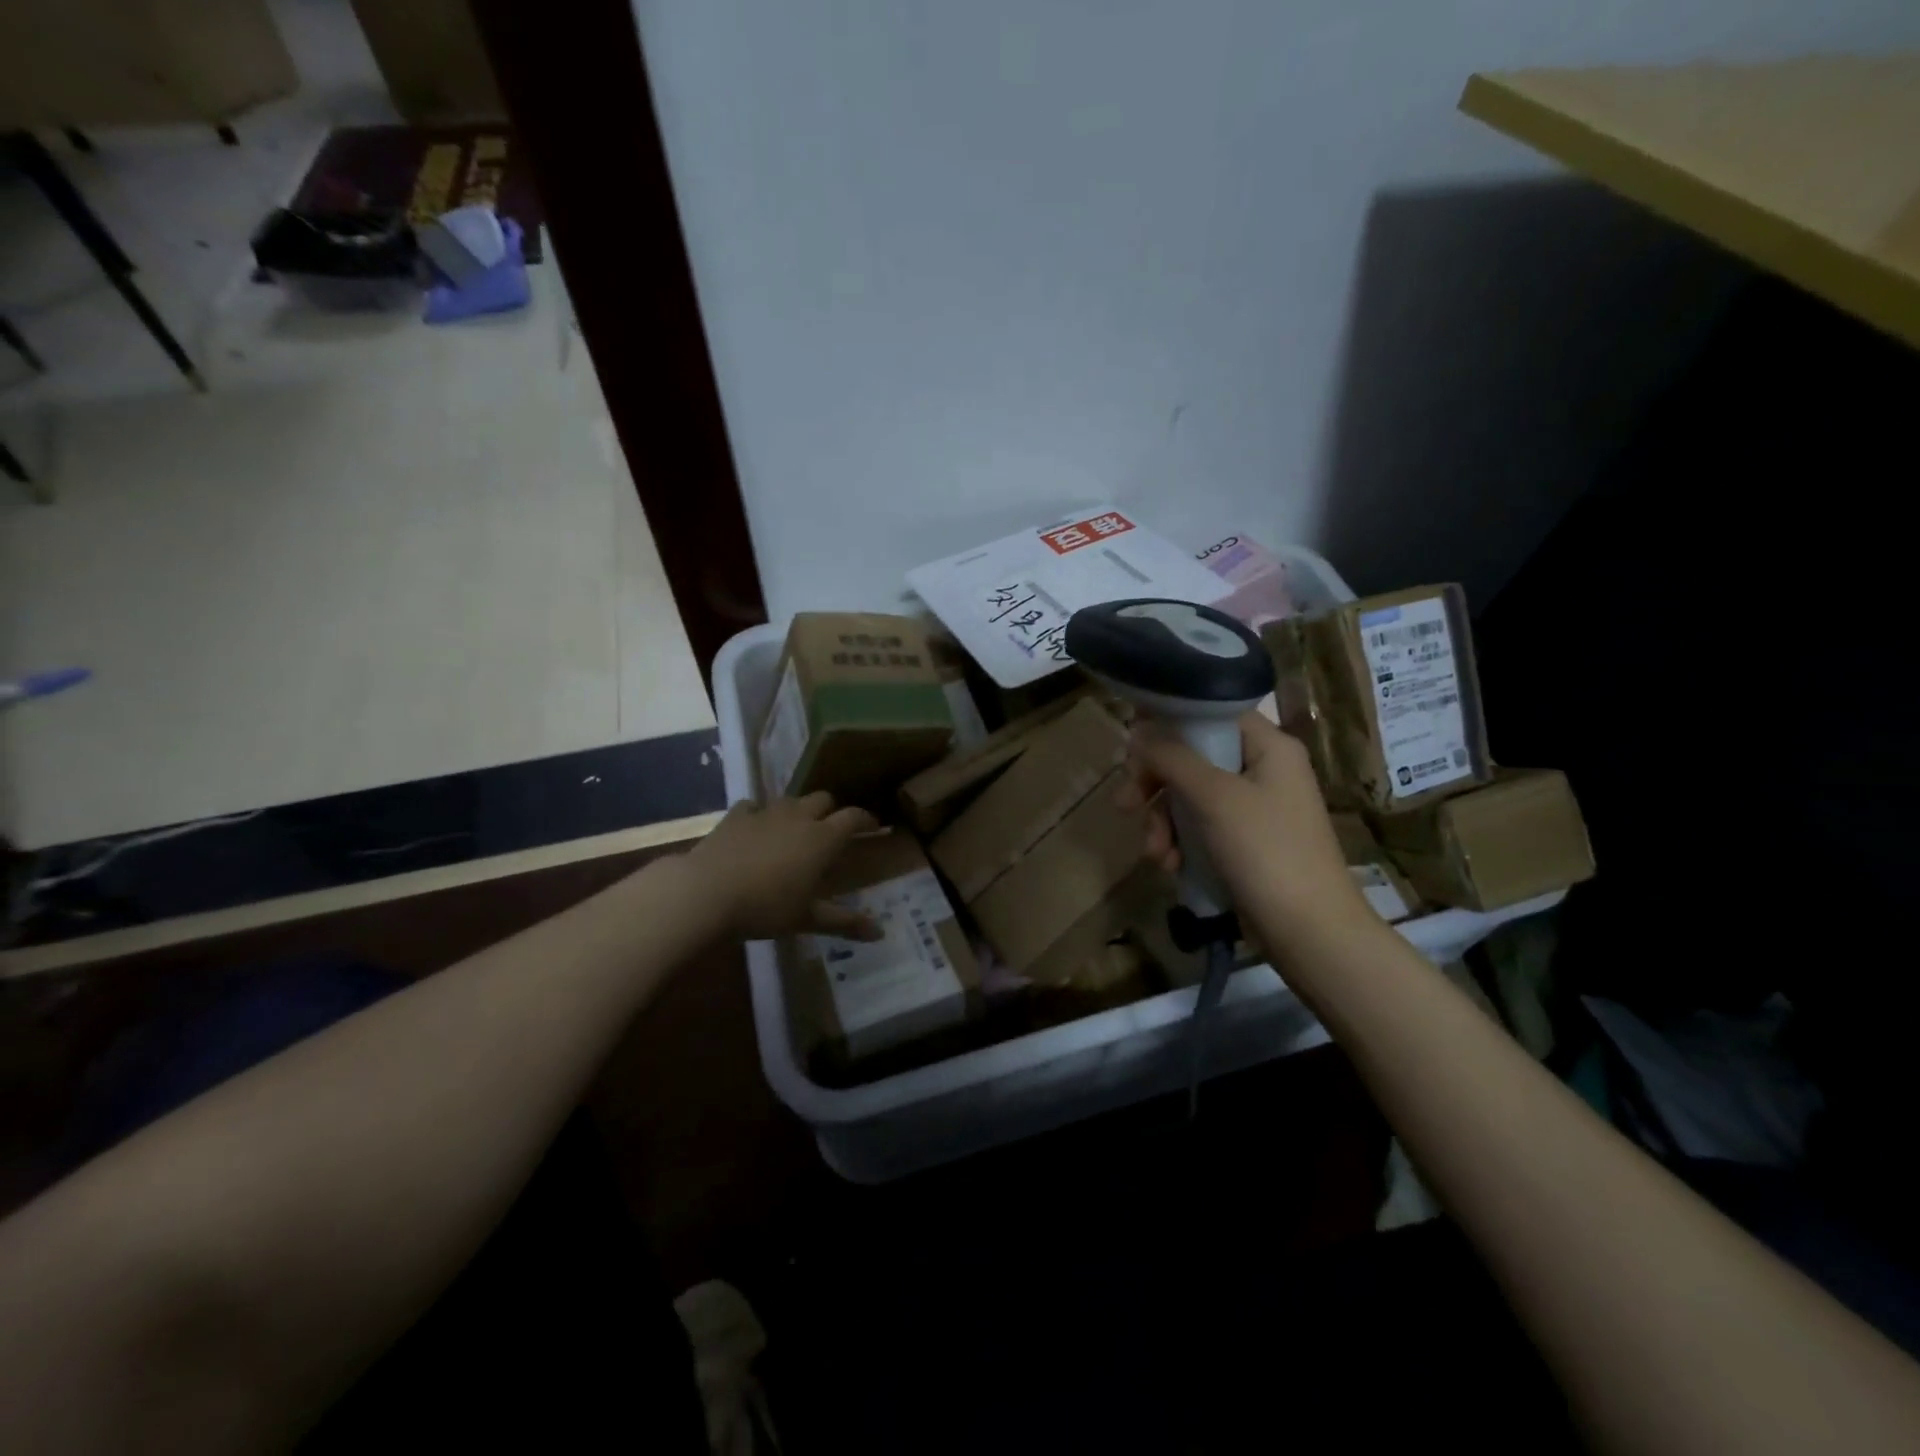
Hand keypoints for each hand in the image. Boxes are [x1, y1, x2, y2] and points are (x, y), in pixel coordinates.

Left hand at [687, 792, 883, 941]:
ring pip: (791, 800)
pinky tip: (755, 828)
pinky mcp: (736, 816)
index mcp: (823, 838)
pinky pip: (754, 806)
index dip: (867, 820)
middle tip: (833, 830)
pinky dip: (760, 814)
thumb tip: (880, 933)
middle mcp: (799, 817)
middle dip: (832, 810)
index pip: (854, 817)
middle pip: (824, 799)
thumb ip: (844, 922)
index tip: (875, 827)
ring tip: (796, 829)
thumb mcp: (807, 918)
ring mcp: (765, 812)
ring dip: (799, 810)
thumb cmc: (765, 907)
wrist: (705, 892)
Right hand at [1119, 713, 1375, 956]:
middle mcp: (1263, 768)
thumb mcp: (1214, 797)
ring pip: (1190, 795)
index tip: (1132, 748)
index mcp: (1268, 746)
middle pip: (1192, 757)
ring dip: (1163, 821)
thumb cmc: (1266, 852)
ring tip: (1154, 853)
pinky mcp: (1244, 841)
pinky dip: (1180, 842)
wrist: (1309, 932)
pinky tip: (1169, 866)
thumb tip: (1139, 733)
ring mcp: (1254, 807)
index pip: (1209, 713)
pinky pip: (1200, 826)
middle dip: (1155, 784)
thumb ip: (1172, 758)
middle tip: (1125, 804)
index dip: (1168, 724)